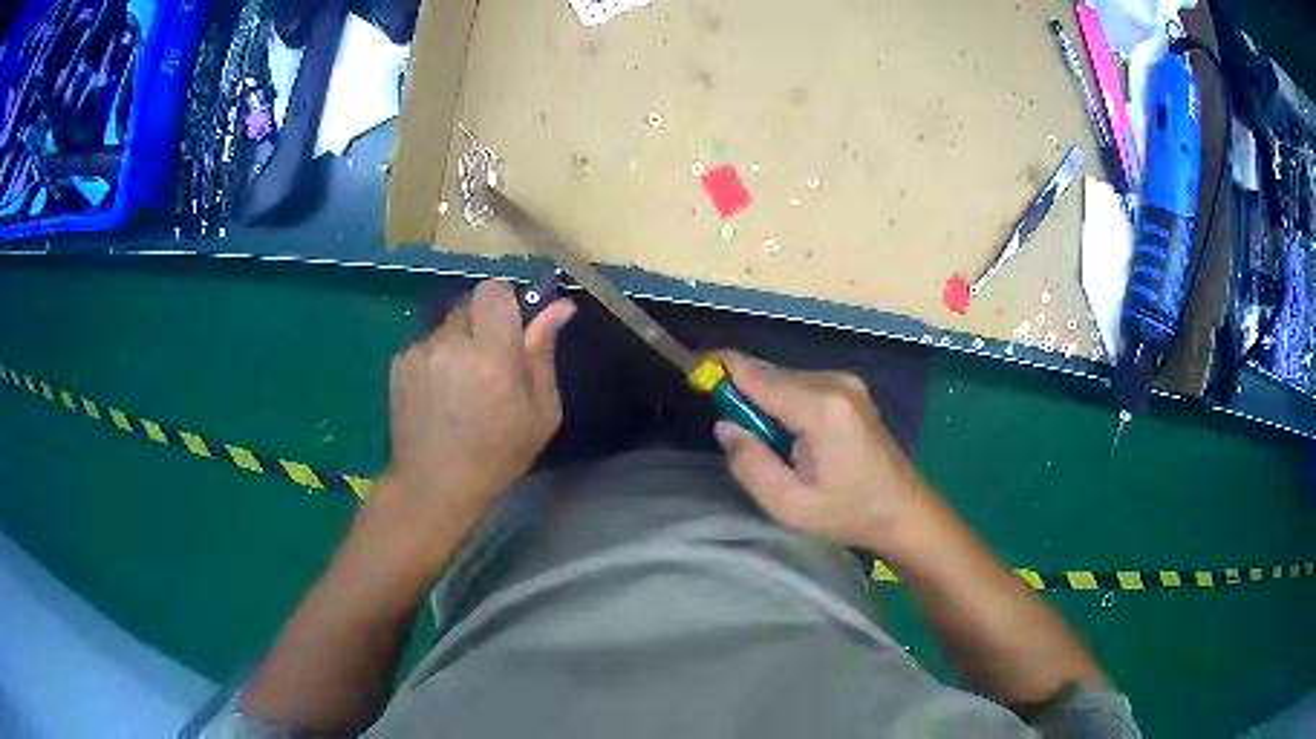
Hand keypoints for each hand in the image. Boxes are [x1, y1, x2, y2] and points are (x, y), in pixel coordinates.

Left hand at [376, 280, 574, 544]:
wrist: (434, 485)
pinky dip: (438, 359)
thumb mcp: (540, 412)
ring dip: (460, 342)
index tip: (514, 329)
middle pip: (470, 303)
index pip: (494, 290)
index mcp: (491, 354)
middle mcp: (450, 342)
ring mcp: (418, 351)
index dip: (506, 302)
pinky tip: (440, 395)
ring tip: (462, 386)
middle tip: (491, 362)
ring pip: (447, 325)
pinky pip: (427, 345)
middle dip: (484, 323)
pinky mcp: (398, 363)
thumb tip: (559, 307)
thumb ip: (543, 353)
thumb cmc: (498, 455)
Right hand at [712, 351, 931, 553]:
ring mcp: (846, 383)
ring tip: (773, 449)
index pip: (757, 374)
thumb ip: (750, 464)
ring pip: (784, 379)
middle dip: (744, 396)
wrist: (904, 511)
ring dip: (766, 404)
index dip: (721, 367)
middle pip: (769, 374)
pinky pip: (802, 386)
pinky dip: (785, 404)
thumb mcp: (789, 505)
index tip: (692, 370)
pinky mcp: (850, 389)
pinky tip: (793, 440)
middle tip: (738, 439)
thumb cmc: (848, 514)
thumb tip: (725, 425)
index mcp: (821, 408)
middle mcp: (834, 383)